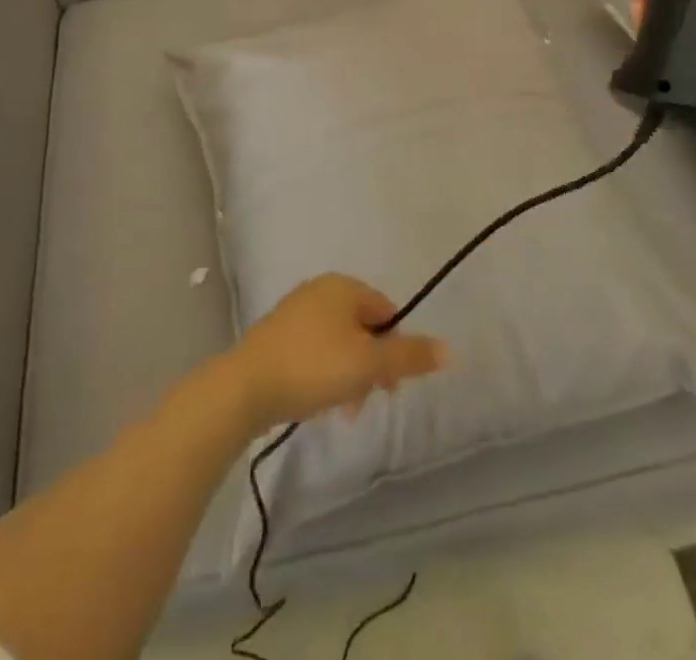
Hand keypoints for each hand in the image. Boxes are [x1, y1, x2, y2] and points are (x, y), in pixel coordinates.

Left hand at [231, 274, 447, 427]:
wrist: (246, 386)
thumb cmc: (314, 366)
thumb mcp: (368, 363)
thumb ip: (409, 356)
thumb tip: (450, 349)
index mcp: (344, 286)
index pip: (387, 311)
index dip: (396, 347)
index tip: (390, 384)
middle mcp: (320, 290)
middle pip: (364, 326)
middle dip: (372, 364)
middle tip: (369, 399)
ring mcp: (296, 312)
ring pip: (340, 342)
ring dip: (350, 374)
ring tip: (344, 409)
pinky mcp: (278, 336)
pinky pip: (316, 351)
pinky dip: (325, 373)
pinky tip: (319, 400)